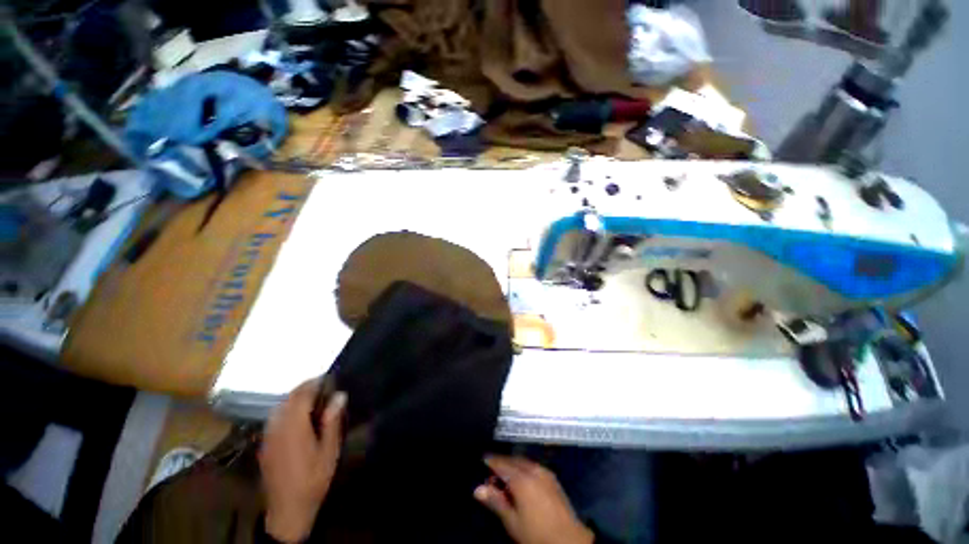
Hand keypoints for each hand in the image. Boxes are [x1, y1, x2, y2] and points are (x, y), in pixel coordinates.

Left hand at [259, 380, 345, 542]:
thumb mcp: (329, 450)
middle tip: (322, 385)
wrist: (288, 509)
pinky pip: (274, 418)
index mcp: (294, 426)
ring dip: (294, 398)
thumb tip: (339, 395)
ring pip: (279, 407)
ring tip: (312, 398)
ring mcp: (268, 436)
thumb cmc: (313, 478)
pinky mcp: (265, 445)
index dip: (314, 382)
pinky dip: (286, 409)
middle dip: (304, 388)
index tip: (327, 377)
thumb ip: (332, 421)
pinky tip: (297, 416)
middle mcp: (277, 427)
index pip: (301, 395)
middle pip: (288, 399)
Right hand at [475, 456, 593, 543]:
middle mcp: (533, 469)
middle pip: (513, 460)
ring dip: (512, 466)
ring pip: (523, 462)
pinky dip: (523, 469)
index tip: (482, 460)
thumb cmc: (536, 534)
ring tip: (504, 479)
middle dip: (501, 464)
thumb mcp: (512, 522)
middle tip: (491, 475)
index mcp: (521, 478)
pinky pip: (533, 466)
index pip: (501, 464)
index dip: (491, 461)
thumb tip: (477, 489)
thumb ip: (496, 502)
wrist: (569, 540)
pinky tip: (521, 480)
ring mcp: (545, 472)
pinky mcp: (552, 477)